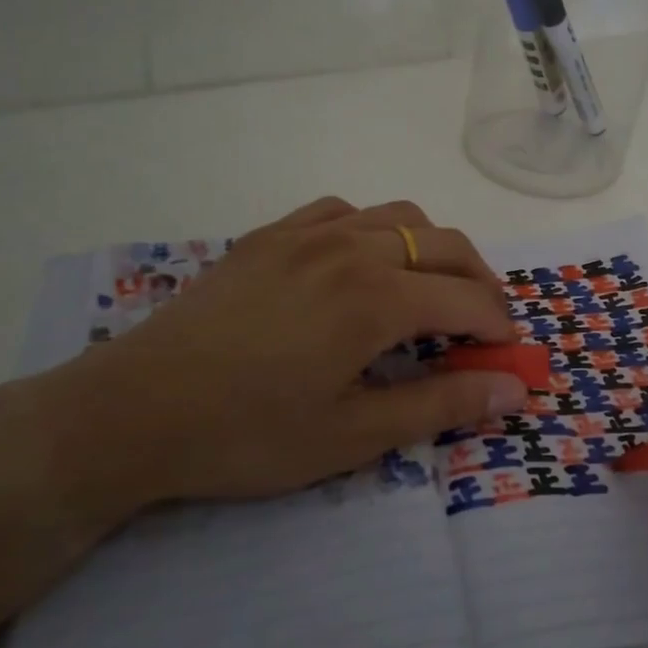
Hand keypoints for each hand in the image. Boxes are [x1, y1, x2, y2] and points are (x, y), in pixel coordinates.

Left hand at [42, 197, 524, 514]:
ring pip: (400, 217)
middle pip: (446, 245)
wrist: (134, 410)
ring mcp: (308, 233)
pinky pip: (344, 211)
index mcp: (377, 298)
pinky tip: (364, 262)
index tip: (508, 356)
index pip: (468, 298)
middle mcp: (353, 248)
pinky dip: (377, 230)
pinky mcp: (272, 235)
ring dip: (434, 249)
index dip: (499, 327)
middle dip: (480, 282)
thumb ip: (440, 404)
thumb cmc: (248, 435)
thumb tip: (514, 388)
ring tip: (432, 290)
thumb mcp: (353, 436)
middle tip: (483, 326)